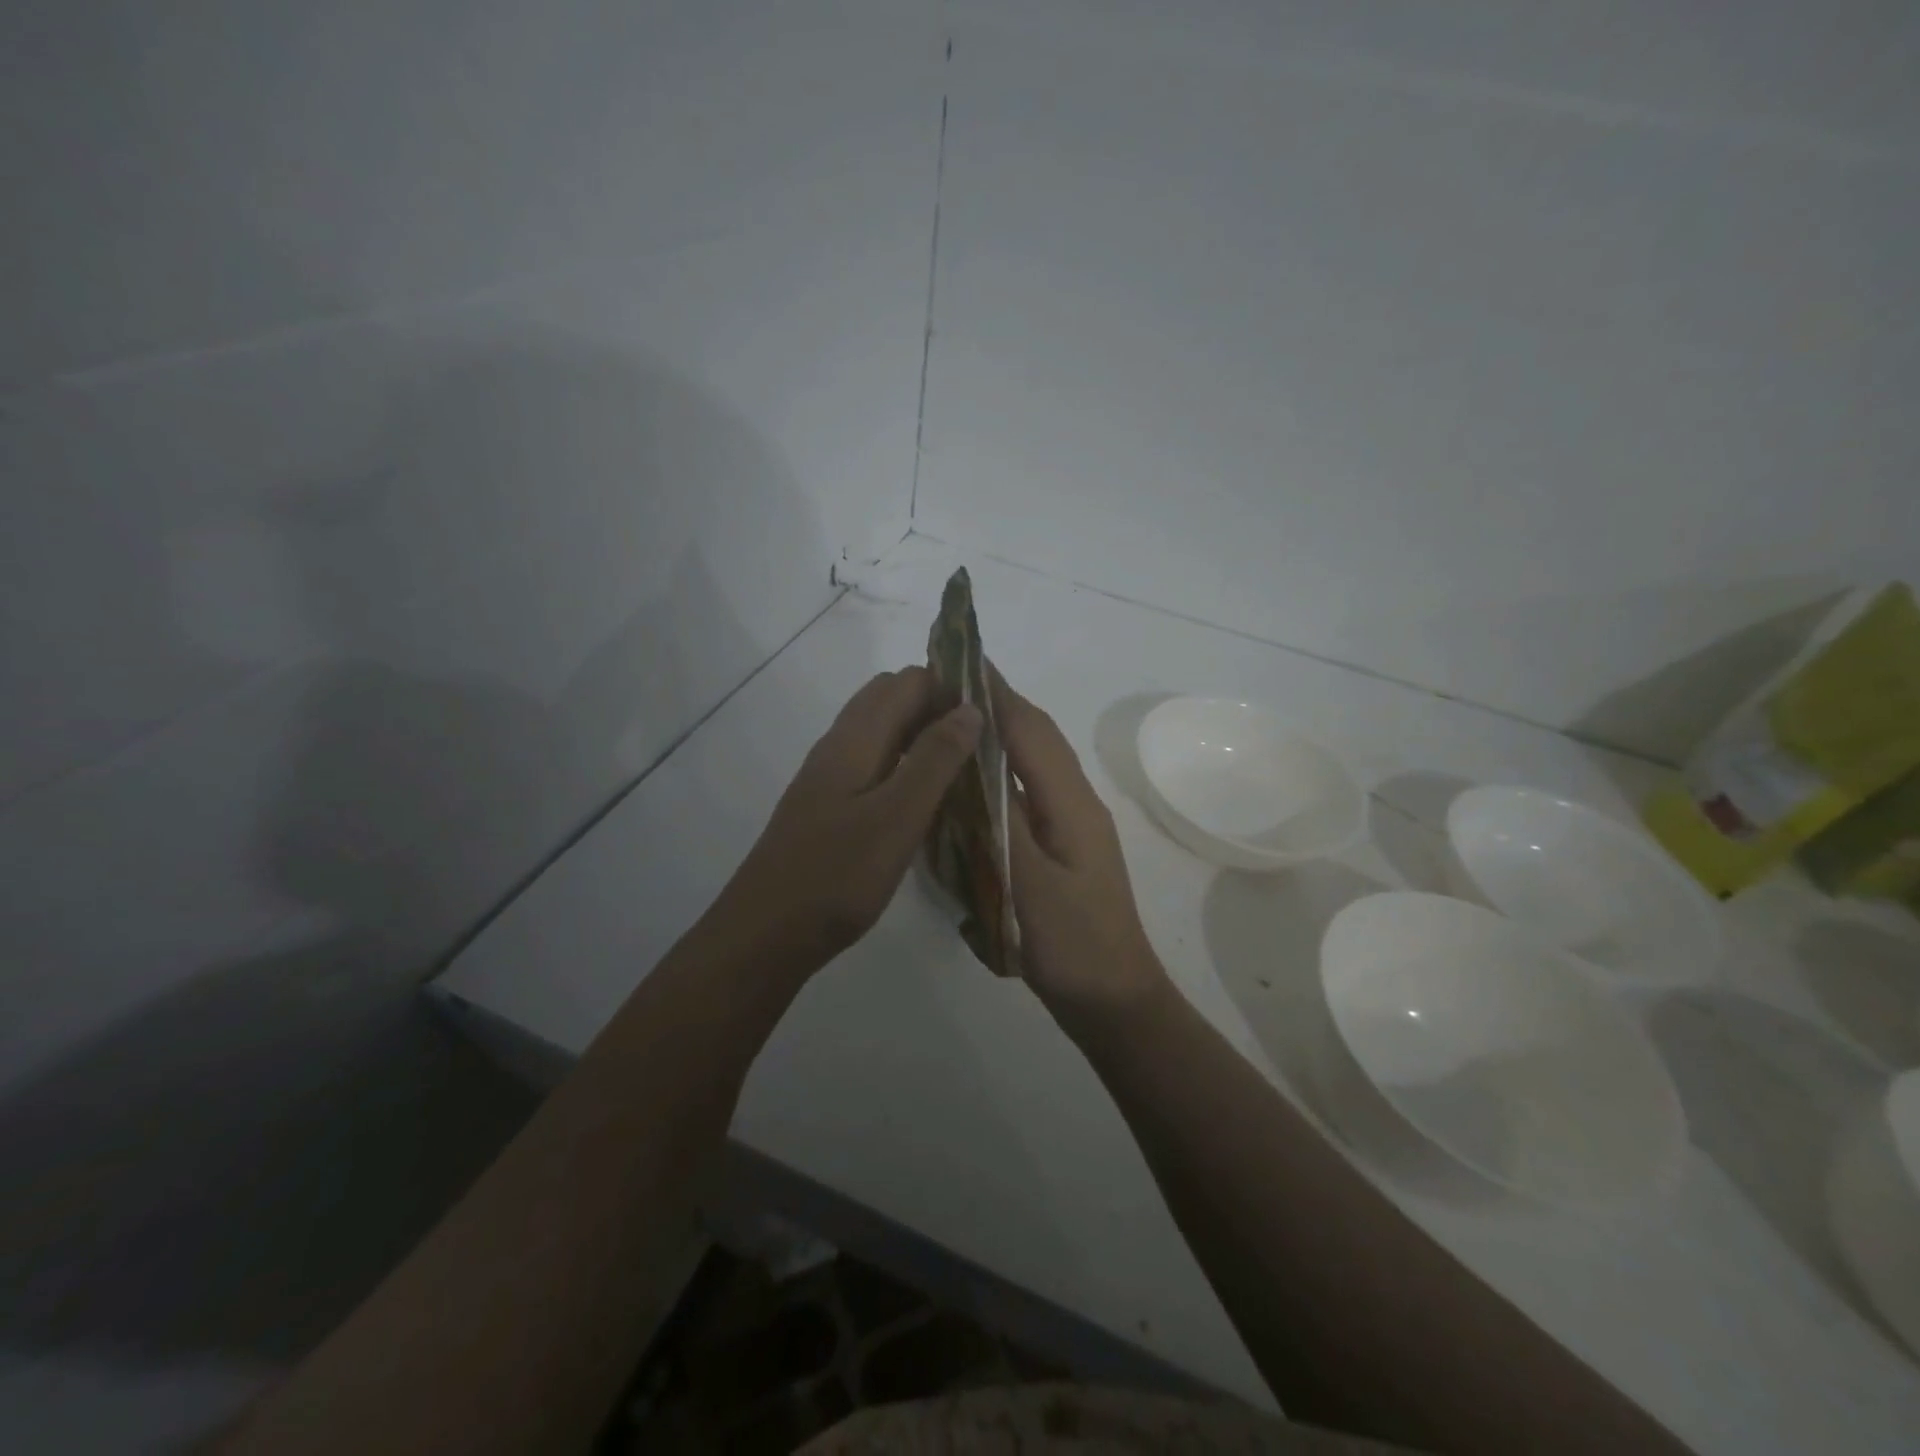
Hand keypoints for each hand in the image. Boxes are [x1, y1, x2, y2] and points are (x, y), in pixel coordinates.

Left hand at [711, 667, 981, 968]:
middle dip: (938, 705)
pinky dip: (905, 764)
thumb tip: (971, 707)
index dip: (950, 686)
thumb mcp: (897, 817)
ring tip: (965, 765)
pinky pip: (874, 763)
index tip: (992, 714)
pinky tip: (926, 798)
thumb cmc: (836, 875)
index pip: (907, 681)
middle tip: (982, 740)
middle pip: (891, 699)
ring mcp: (830, 777)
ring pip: (882, 732)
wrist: (766, 934)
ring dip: (922, 735)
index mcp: (854, 739)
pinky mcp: (829, 806)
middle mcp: (839, 746)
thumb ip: (935, 760)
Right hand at [993, 669, 1169, 1021]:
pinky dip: (1005, 768)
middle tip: (951, 681)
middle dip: (1000, 702)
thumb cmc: (1072, 945)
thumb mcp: (1028, 886)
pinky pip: (1032, 789)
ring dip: (1004, 730)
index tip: (962, 658)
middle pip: (1038, 737)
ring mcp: (1074, 824)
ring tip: (960, 716)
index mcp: (1070, 804)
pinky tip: (980, 778)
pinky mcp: (1065, 845)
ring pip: (1037, 761)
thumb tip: (975, 761)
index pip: (1030, 730)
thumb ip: (1000, 822)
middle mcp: (1076, 802)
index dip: (997, 692)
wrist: (1115, 1000)